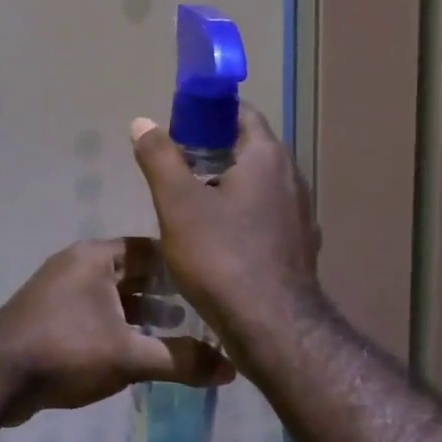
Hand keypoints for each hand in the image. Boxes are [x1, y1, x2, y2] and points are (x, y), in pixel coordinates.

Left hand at [0, 238, 233, 418]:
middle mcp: (77, 265)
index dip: (182, 266)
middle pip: (132, 273)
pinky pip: (95, 314)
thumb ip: (181, 360)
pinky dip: (119, 327)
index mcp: (95, 257)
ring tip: (180, 336)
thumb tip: (231, 369)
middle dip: (166, 293)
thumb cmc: (66, 350)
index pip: (150, 249)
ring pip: (113, 297)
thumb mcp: (130, 355)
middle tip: (204, 315)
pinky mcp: (50, 317)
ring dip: (143, 313)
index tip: (214, 285)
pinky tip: (140, 351)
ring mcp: (60, 291)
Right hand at [130, 104, 322, 361]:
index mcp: (266, 158)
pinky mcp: (297, 248)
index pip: (241, 114)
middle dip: (211, 152)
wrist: (271, 326)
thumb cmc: (221, 256)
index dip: (207, 114)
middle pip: (249, 150)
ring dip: (225, 186)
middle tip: (173, 169)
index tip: (177, 129)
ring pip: (257, 187)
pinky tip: (214, 240)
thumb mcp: (177, 203)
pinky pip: (264, 217)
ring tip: (187, 205)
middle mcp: (291, 180)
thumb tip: (142, 122)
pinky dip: (239, 216)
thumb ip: (160, 158)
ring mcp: (299, 216)